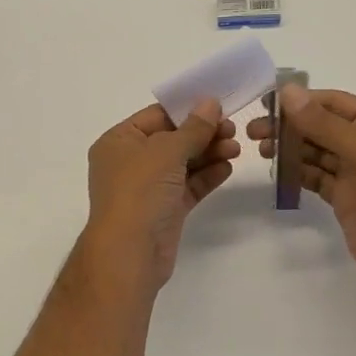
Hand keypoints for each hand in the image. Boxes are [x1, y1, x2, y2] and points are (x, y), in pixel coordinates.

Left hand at [82, 100, 239, 291]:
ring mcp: (148, 188)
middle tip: (232, 130)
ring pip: (183, 163)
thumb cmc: (140, 191)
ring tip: (236, 149)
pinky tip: (228, 167)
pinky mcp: (164, 210)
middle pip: (172, 139)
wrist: (130, 253)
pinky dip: (207, 176)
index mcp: (119, 141)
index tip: (219, 106)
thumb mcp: (167, 151)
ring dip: (209, 154)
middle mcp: (130, 162)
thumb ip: (193, 128)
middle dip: (203, 133)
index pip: (156, 116)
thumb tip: (210, 103)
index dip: (187, 109)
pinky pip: (188, 186)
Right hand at [247, 87, 355, 310]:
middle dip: (289, 126)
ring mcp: (355, 172)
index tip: (267, 105)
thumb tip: (287, 91)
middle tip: (254, 132)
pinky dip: (297, 172)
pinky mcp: (344, 197)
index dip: (301, 100)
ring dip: (289, 148)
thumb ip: (320, 121)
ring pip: (316, 152)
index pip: (333, 102)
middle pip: (321, 126)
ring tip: (261, 151)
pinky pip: (315, 176)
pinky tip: (276, 172)